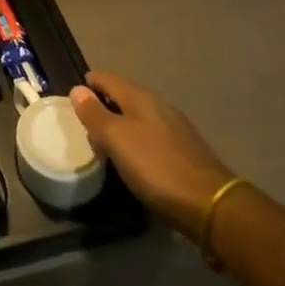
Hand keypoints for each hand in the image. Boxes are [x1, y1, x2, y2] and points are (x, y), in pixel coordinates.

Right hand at [70, 71, 235, 231]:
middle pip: (123, 98)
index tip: (73, 98)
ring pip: (139, 119)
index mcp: (140, 98)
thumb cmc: (156, 166)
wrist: (211, 206)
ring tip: (106, 147)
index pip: (107, 78)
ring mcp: (176, 130)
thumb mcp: (117, 139)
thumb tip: (77, 89)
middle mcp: (159, 107)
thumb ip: (95, 114)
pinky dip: (137, 144)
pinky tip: (135, 163)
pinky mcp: (186, 154)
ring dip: (121, 128)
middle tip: (85, 127)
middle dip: (103, 107)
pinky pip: (152, 139)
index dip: (88, 84)